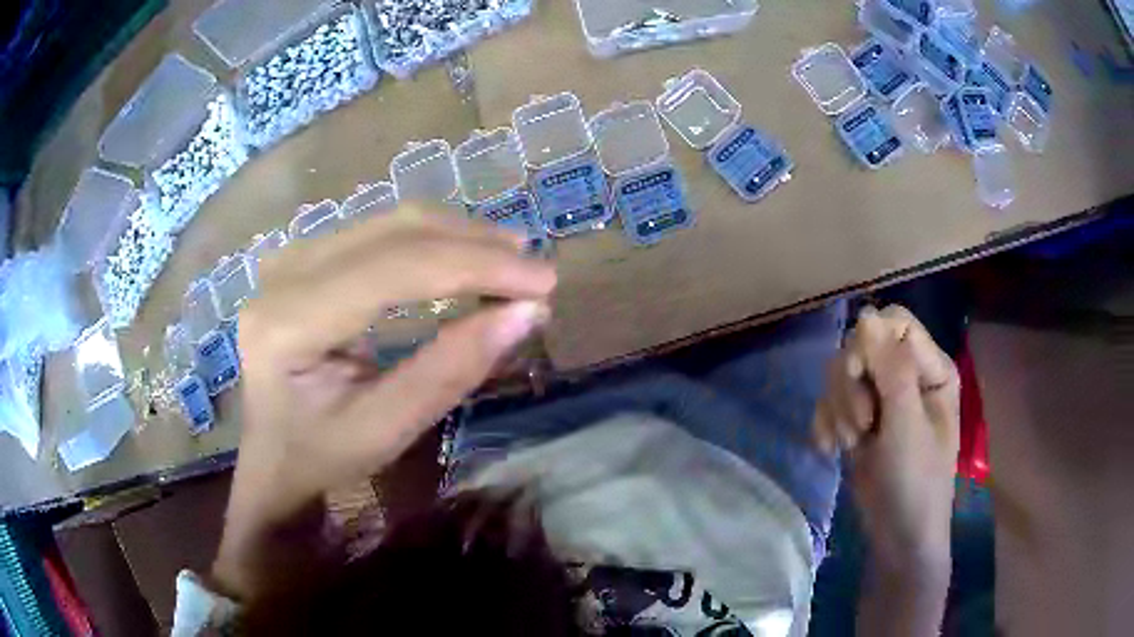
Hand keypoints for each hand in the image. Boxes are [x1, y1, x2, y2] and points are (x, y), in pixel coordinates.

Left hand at [212, 209, 556, 600]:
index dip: (475, 267)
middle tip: (536, 275)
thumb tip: (526, 314)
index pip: (393, 269)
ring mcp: (292, 258)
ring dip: (459, 238)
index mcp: (289, 322)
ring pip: (391, 222)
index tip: (543, 283)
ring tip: (511, 264)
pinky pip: (380, 233)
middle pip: (394, 233)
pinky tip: (465, 257)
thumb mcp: (386, 432)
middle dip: (475, 247)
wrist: (273, 455)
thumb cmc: (320, 457)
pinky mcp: (306, 258)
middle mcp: (284, 274)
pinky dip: (433, 243)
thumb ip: (450, 371)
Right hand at [814, 305, 959, 570]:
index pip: (895, 324)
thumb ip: (891, 370)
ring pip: (843, 374)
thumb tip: (865, 314)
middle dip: (851, 386)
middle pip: (863, 346)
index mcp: (931, 368)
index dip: (869, 342)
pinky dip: (826, 423)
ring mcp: (882, 399)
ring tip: (849, 444)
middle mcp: (907, 376)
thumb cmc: (915, 483)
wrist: (898, 538)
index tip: (857, 375)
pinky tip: (830, 450)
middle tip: (859, 426)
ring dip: (838, 408)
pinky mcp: (859, 421)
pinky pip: (831, 402)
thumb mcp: (906, 426)